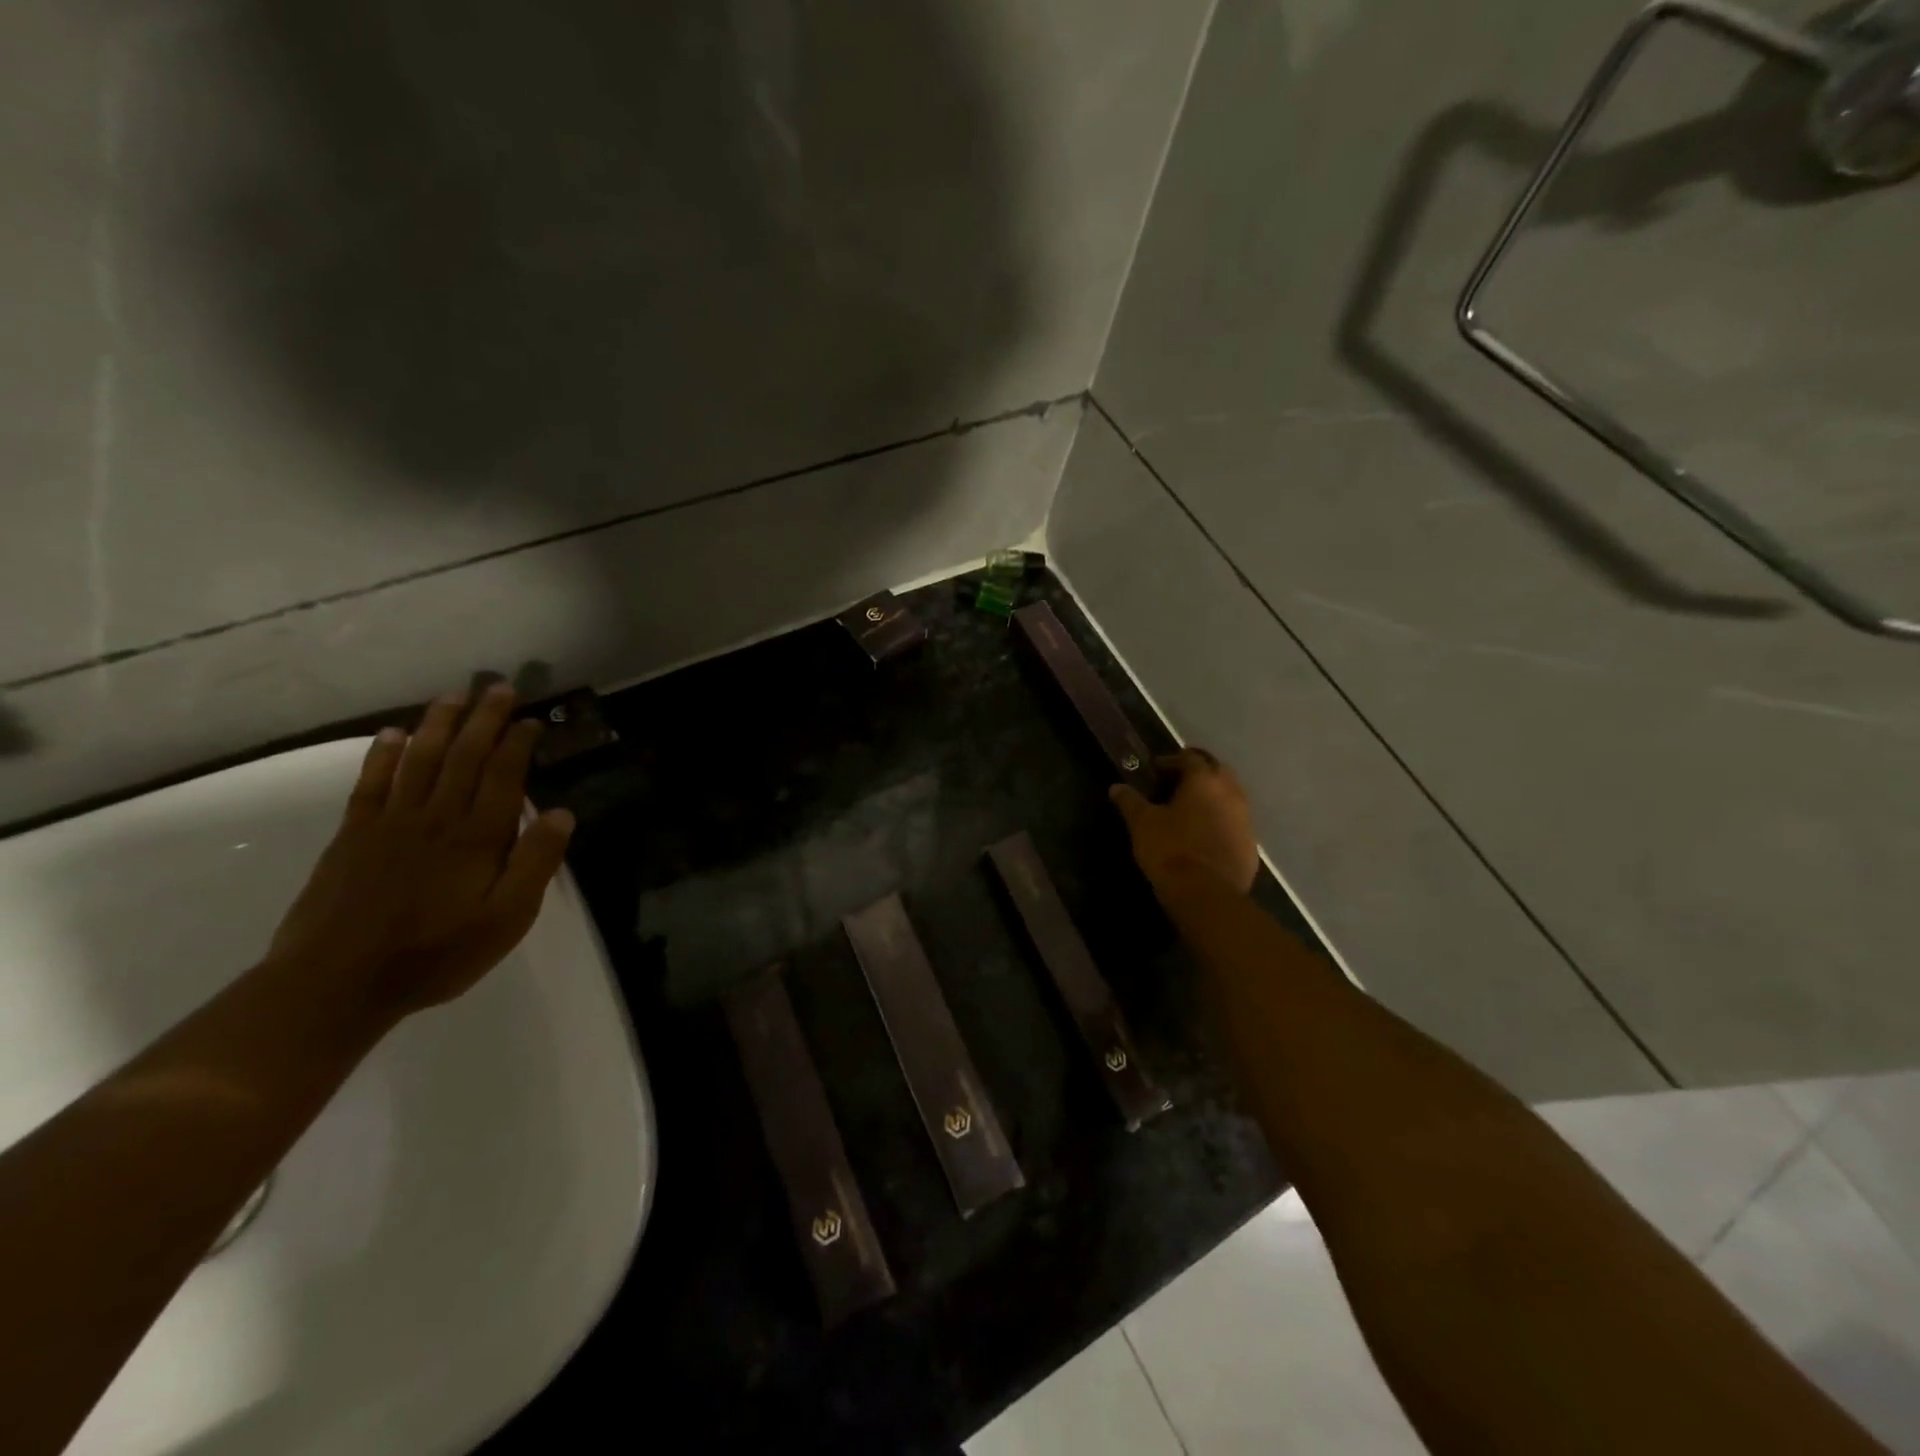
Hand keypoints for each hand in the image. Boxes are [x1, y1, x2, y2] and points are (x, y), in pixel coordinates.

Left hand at [267, 684, 575, 1021]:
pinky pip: (372, 783)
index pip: (503, 775)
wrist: (336, 982)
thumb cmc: (436, 953)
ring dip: (438, 724)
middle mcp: (436, 817)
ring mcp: (390, 822)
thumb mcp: (507, 919)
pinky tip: (394, 734)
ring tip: (453, 696)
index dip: (517, 742)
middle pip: (464, 756)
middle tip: (498, 687)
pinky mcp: (353, 836)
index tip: (530, 719)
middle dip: (483, 719)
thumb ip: (536, 863)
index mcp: (478, 836)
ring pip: (420, 760)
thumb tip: (561, 814)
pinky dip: (384, 755)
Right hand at [1109, 748, 1257, 894]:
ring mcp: (1245, 821)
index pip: (1191, 757)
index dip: (1172, 760)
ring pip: (1231, 797)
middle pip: (1218, 771)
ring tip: (1190, 810)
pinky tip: (1205, 836)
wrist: (1206, 895)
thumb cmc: (1170, 850)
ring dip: (1213, 797)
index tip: (1155, 770)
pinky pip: (1235, 824)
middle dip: (1198, 773)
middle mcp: (1231, 794)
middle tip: (1176, 784)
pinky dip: (1221, 822)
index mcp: (1204, 781)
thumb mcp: (1142, 823)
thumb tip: (1116, 787)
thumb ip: (1130, 802)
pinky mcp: (1250, 846)